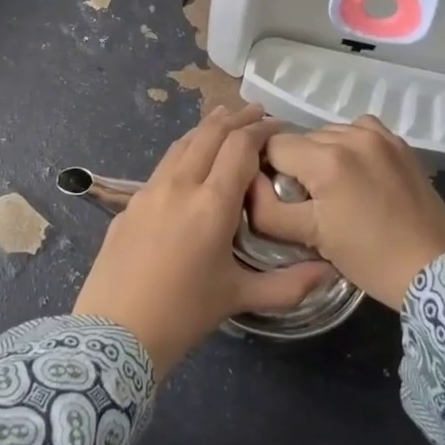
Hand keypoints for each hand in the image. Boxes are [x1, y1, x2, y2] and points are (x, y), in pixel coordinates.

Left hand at [71, 106, 335, 374]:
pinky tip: (188, 161)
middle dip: (235, 118)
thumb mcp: (239, 297)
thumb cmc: (183, 314)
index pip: (239, 147)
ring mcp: (148, 192)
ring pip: (181, 145)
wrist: (114, 333)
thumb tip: (330, 273)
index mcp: (211, 204)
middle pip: (209, 135)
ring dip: (206, 128)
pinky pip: (162, 166)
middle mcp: (179, 186)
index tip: (277, 125)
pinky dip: (184, 151)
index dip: (260, 130)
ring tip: (223, 118)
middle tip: (256, 111)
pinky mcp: (129, 204)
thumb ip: (289, 284)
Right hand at [245, 116, 444, 308]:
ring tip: (334, 190)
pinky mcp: (400, 144)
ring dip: (322, 156)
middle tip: (307, 201)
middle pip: (300, 139)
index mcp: (326, 159)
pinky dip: (350, 147)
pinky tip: (356, 174)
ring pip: (328, 134)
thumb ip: (267, 209)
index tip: (278, 197)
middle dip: (295, 165)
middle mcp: (352, 136)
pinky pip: (359, 132)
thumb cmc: (369, 258)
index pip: (272, 146)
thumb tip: (249, 184)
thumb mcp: (310, 237)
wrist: (436, 270)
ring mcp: (380, 136)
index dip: (267, 171)